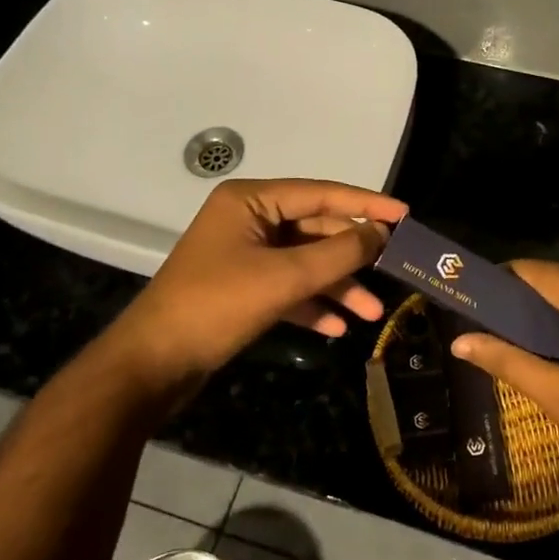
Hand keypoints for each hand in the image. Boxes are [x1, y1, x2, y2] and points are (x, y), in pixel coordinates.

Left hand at [107, 178, 407, 397]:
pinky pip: (287, 287)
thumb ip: (338, 253)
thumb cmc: (217, 306)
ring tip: (372, 314)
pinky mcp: (241, 288)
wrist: (153, 365)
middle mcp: (248, 220)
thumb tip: (380, 232)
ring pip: (304, 262)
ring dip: (337, 286)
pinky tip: (337, 328)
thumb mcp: (285, 278)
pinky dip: (312, 304)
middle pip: (315, 230)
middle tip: (393, 271)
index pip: (321, 194)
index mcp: (251, 201)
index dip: (365, 204)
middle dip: (352, 257)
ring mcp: (244, 255)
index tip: (405, 215)